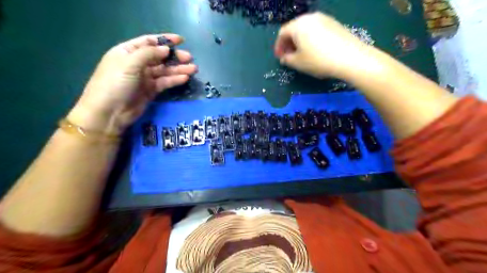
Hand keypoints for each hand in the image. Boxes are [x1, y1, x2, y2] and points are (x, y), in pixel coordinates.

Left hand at [68, 33, 196, 133]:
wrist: (109, 112)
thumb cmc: (114, 83)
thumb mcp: (129, 64)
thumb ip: (148, 54)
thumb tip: (165, 49)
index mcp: (128, 52)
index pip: (149, 42)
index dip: (165, 40)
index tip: (181, 40)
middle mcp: (137, 63)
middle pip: (159, 57)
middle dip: (174, 56)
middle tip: (189, 58)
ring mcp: (144, 78)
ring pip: (165, 71)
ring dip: (178, 69)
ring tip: (193, 69)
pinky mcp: (151, 90)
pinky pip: (165, 82)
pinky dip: (174, 80)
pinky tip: (185, 78)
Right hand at [276, 12, 381, 79]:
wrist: (350, 58)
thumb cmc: (318, 60)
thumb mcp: (298, 63)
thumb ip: (287, 59)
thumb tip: (284, 57)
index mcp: (298, 25)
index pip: (282, 33)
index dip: (278, 46)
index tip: (280, 57)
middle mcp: (310, 17)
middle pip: (294, 29)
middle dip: (289, 43)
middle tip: (289, 55)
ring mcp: (324, 19)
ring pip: (306, 29)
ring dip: (300, 41)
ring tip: (301, 53)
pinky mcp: (334, 23)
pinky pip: (317, 29)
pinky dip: (311, 38)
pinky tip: (314, 50)